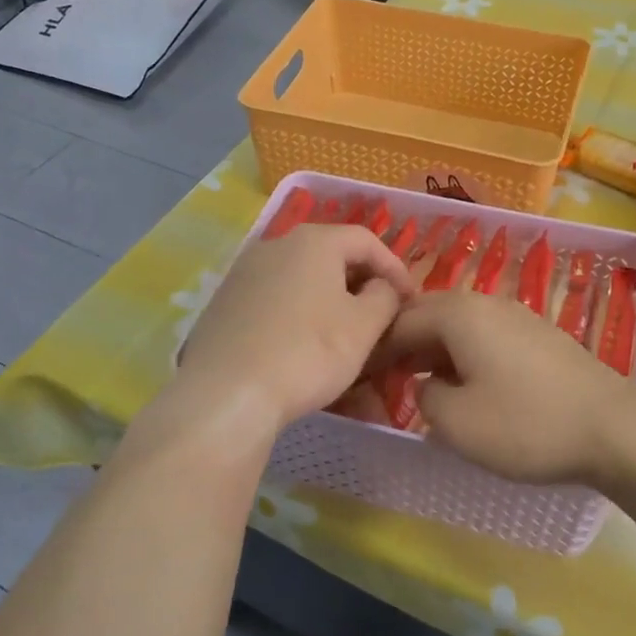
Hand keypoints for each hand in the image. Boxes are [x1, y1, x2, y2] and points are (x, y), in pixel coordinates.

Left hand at [175, 222, 413, 432]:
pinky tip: (304, 346)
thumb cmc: (308, 352)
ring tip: (345, 335)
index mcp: (313, 241)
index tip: (410, 301)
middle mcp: (275, 245)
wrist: (227, 394)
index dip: (395, 268)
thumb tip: (383, 286)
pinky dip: (299, 315)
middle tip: (381, 316)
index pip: (366, 240)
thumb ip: (385, 296)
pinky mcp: (225, 303)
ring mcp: (244, 273)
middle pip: (331, 256)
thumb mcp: (364, 326)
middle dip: (361, 285)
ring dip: (330, 302)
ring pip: (302, 280)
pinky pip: (275, 300)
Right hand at [367, 291, 635, 488]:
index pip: (399, 320)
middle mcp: (485, 302)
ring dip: (435, 350)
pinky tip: (470, 385)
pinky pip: (486, 336)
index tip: (360, 376)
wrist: (614, 429)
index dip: (375, 348)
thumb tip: (429, 385)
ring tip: (424, 386)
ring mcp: (516, 314)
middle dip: (404, 344)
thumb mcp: (455, 423)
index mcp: (458, 314)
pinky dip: (465, 354)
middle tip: (387, 379)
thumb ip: (424, 397)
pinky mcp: (539, 334)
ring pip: (459, 325)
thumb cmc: (526, 425)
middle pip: (428, 314)